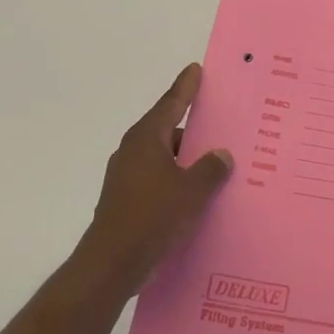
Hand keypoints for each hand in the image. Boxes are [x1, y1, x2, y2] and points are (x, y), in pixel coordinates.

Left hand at [66, 64, 232, 306]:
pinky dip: (177, 181)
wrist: (112, 264)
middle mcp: (133, 152)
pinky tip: (197, 194)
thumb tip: (221, 155)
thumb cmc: (153, 217)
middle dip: (193, 128)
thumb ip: (211, 169)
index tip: (196, 69)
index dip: (186, 87)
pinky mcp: (127, 200)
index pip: (171, 104)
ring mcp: (126, 177)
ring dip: (186, 159)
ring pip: (164, 159)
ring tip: (216, 163)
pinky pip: (158, 180)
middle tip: (221, 123)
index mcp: (146, 139)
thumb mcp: (192, 191)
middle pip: (168, 131)